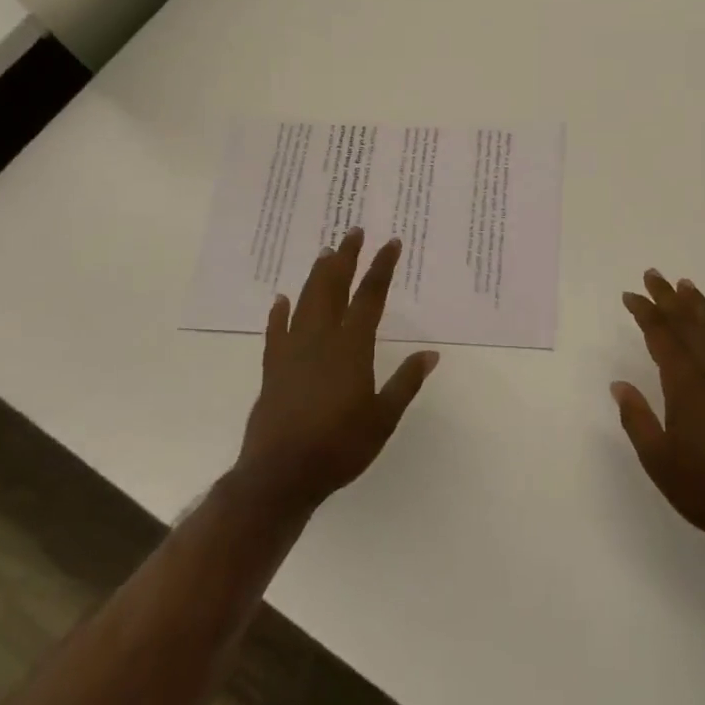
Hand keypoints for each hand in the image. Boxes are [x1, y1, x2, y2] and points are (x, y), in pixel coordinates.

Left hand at [233, 228, 437, 515]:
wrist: (280, 474)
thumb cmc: (339, 447)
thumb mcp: (383, 419)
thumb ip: (405, 383)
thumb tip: (431, 354)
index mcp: (352, 347)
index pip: (370, 297)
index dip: (381, 268)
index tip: (391, 243)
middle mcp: (321, 339)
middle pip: (333, 287)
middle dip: (345, 257)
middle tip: (353, 231)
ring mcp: (293, 351)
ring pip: (305, 301)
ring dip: (317, 274)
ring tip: (325, 252)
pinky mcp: (272, 368)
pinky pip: (276, 331)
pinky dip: (279, 312)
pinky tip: (281, 300)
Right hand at [613, 269, 704, 564]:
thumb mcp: (658, 459)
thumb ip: (637, 418)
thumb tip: (619, 385)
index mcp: (687, 384)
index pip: (662, 336)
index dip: (645, 312)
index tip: (631, 295)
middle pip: (689, 323)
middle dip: (668, 298)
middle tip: (653, 275)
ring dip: (699, 306)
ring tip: (685, 285)